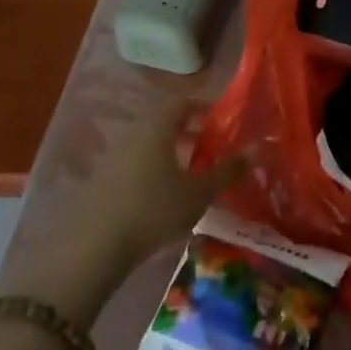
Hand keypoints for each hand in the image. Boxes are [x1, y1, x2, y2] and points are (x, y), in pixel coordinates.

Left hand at [24, 102, 247, 320]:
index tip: (219, 122)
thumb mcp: (199, 193)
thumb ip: (227, 171)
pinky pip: (132, 164)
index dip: (202, 107)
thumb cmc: (154, 210)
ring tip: (188, 176)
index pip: (181, 102)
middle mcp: (133, 134)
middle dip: (188, 132)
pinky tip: (160, 196)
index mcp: (157, 128)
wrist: (95, 247)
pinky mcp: (100, 181)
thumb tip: (255, 151)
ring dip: (168, 152)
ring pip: (146, 144)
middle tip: (209, 150)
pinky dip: (150, 170)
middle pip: (163, 123)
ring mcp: (112, 157)